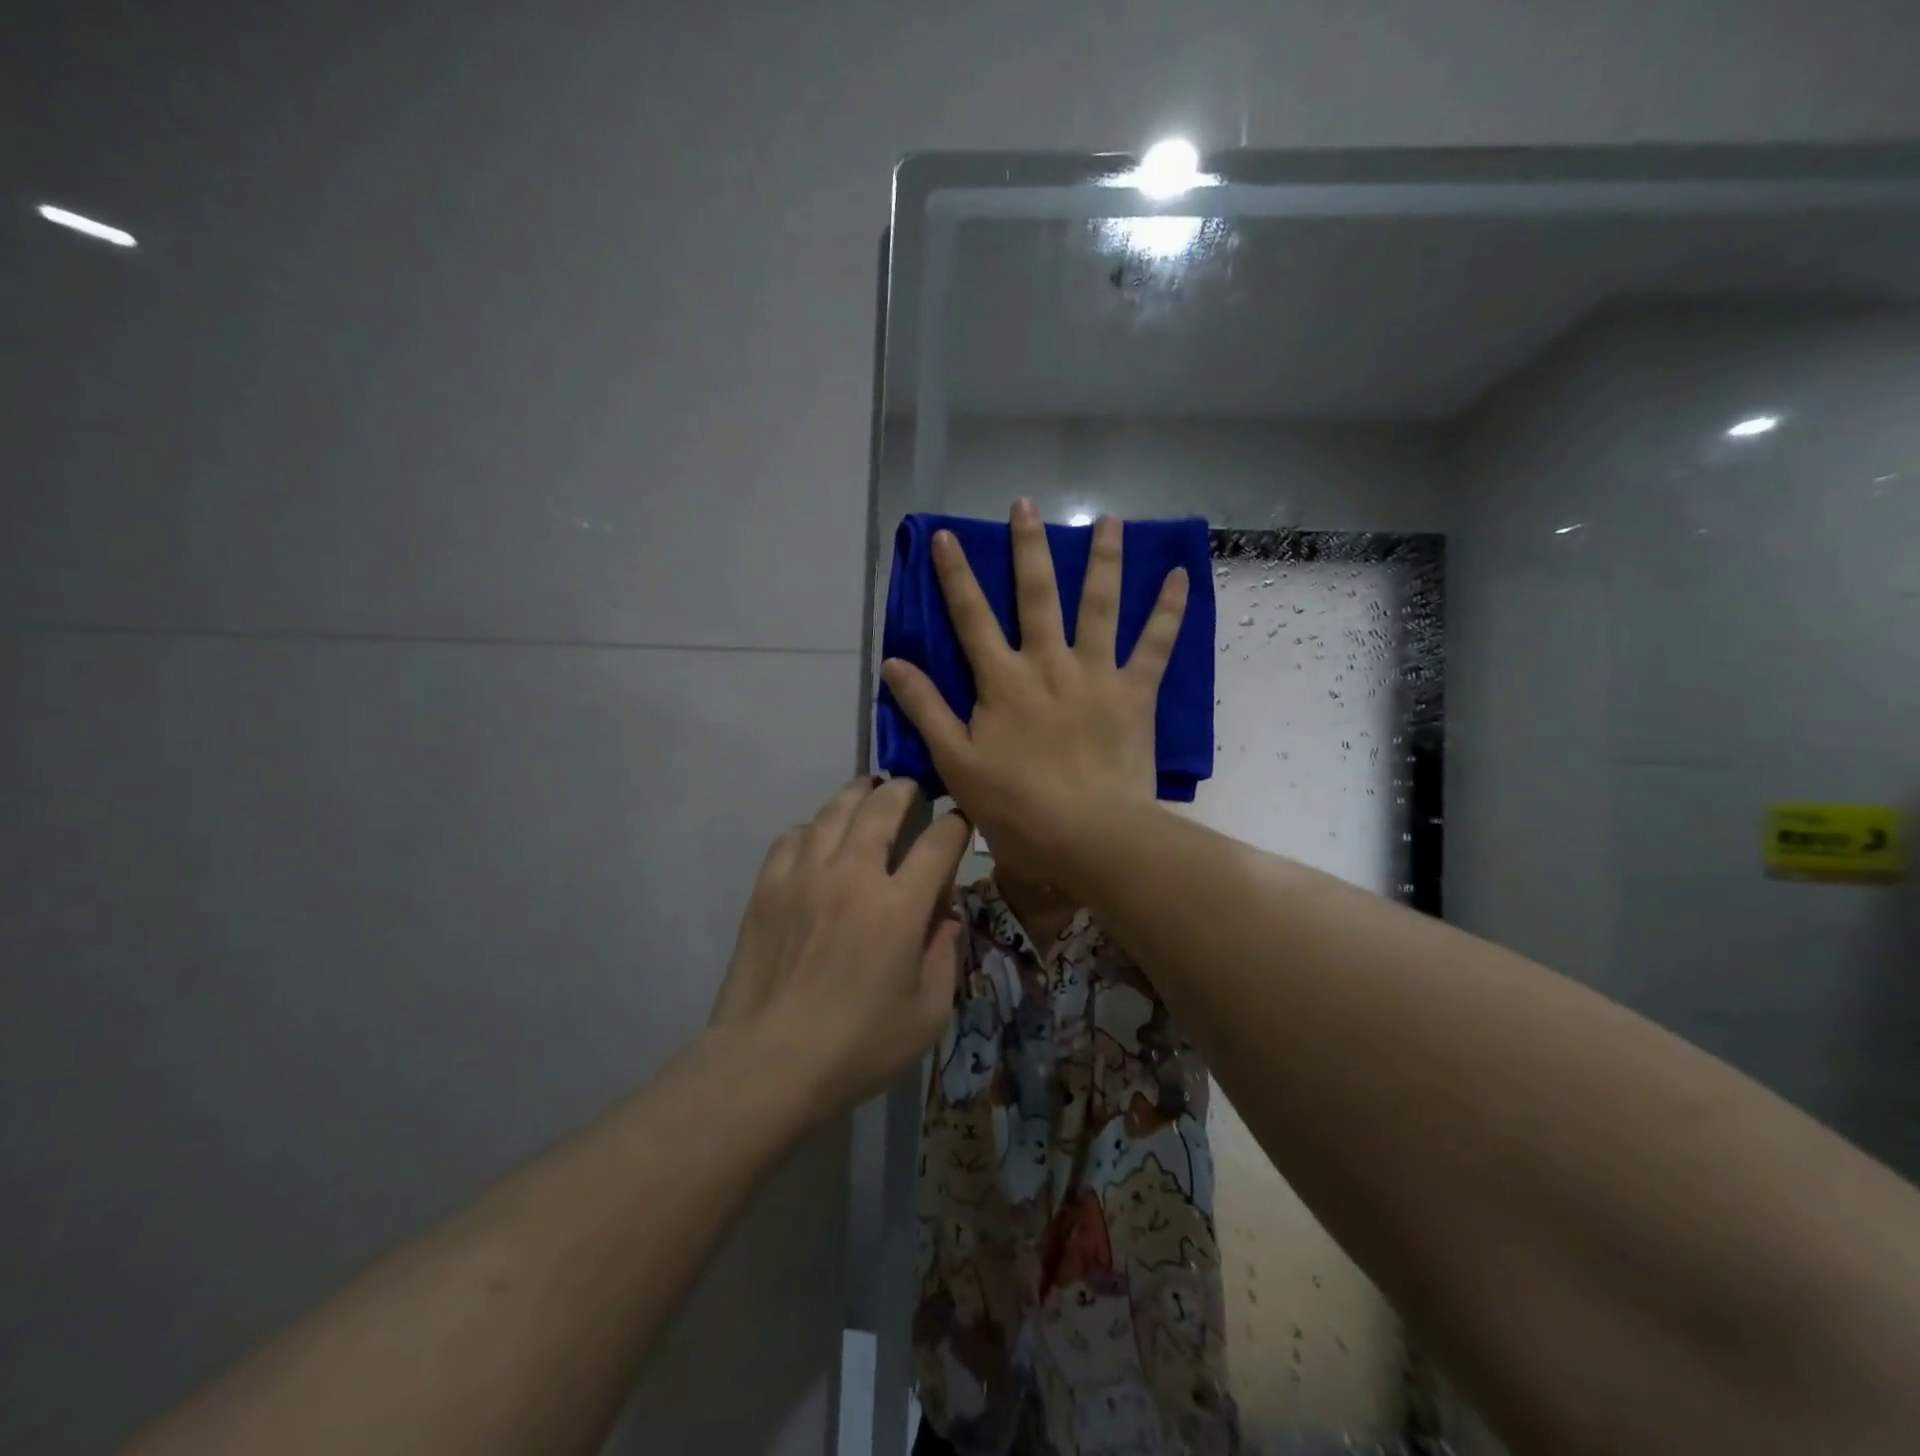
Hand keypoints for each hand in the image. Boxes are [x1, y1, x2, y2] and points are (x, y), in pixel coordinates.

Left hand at [710, 778, 969, 1119]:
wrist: (769, 1062)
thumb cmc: (858, 1046)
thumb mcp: (927, 1015)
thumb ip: (945, 957)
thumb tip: (946, 917)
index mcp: (899, 905)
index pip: (939, 842)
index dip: (955, 824)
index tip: (960, 820)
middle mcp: (854, 875)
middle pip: (882, 807)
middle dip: (903, 789)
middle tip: (910, 786)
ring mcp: (805, 876)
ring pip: (834, 811)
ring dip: (857, 794)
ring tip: (866, 790)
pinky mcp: (768, 887)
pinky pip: (793, 836)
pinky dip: (812, 828)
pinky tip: (817, 837)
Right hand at [880, 499, 1186, 880]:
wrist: (1088, 834)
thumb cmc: (1016, 805)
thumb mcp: (956, 762)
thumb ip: (926, 709)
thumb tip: (894, 664)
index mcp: (1002, 680)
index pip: (971, 617)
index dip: (955, 575)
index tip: (946, 536)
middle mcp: (1048, 662)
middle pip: (1036, 594)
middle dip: (1029, 547)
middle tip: (1027, 505)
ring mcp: (1095, 673)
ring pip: (1099, 604)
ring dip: (1103, 560)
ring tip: (1109, 520)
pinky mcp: (1134, 692)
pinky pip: (1155, 644)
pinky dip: (1168, 610)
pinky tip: (1178, 577)